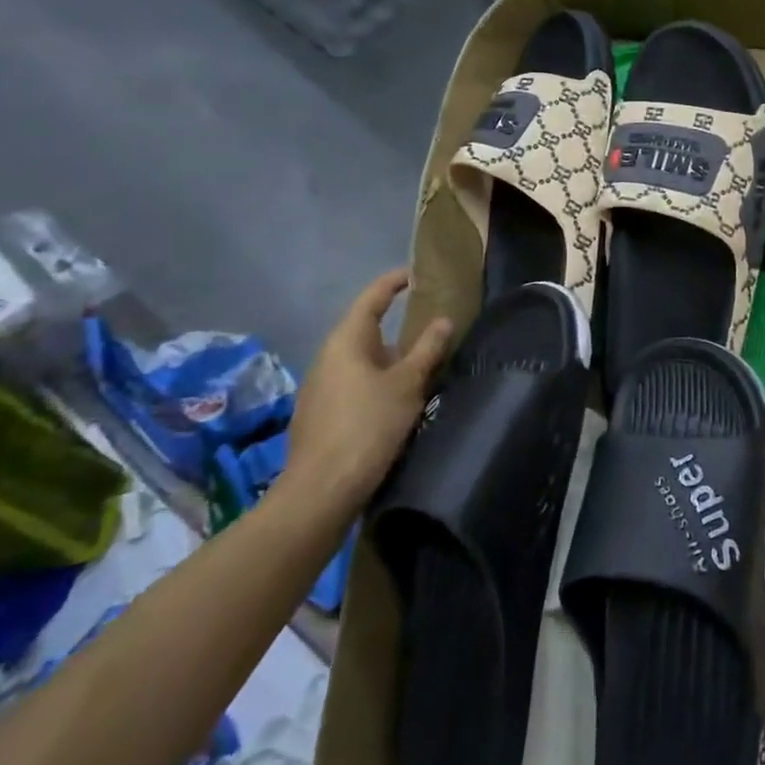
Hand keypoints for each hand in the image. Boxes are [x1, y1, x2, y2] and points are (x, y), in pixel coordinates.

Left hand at [281, 269, 452, 515]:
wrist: (322, 490)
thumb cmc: (368, 426)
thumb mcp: (408, 384)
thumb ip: (428, 350)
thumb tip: (443, 320)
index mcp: (346, 342)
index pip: (372, 299)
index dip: (394, 283)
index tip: (417, 274)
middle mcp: (328, 359)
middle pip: (367, 332)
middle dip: (400, 329)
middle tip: (434, 328)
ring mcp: (321, 389)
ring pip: (363, 362)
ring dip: (392, 360)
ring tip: (426, 367)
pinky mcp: (323, 415)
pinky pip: (357, 385)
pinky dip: (380, 382)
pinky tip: (401, 401)